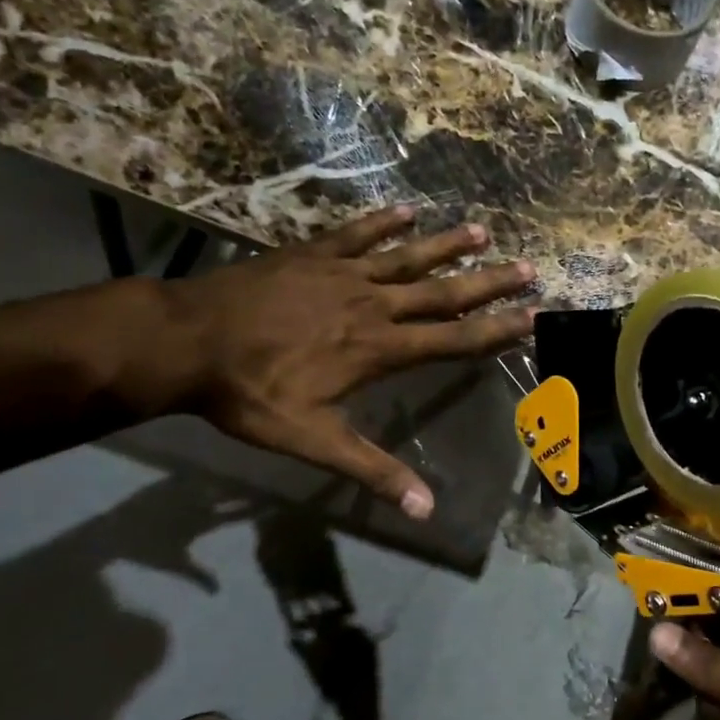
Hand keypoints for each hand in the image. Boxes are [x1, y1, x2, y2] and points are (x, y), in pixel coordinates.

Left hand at [162, 207, 533, 518]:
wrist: (186, 342)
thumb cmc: (251, 394)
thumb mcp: (313, 441)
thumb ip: (372, 470)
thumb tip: (425, 509)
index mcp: (378, 349)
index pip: (452, 340)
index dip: (496, 331)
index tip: (533, 316)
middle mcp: (371, 305)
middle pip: (442, 292)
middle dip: (488, 282)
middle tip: (528, 267)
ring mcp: (341, 274)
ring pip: (406, 257)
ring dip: (446, 244)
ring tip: (482, 229)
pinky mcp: (310, 255)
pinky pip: (356, 234)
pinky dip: (383, 222)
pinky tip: (406, 210)